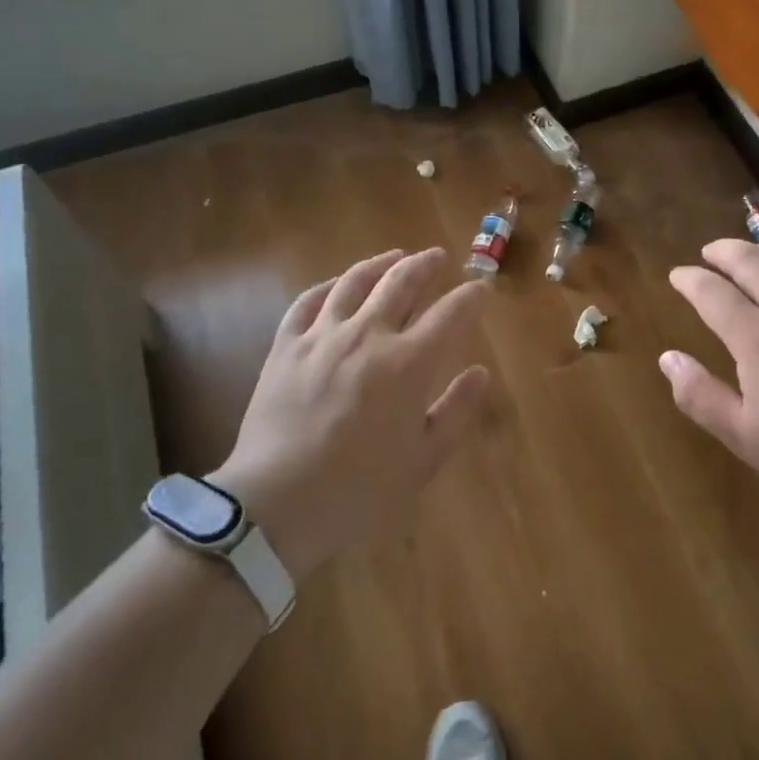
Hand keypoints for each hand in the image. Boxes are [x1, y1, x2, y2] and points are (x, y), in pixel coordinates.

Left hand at [210, 247, 491, 579]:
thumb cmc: (360, 489)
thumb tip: (480, 372)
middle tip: (438, 257)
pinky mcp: (286, 346)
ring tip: (394, 256)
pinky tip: (337, 285)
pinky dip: (328, 286)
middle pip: (402, 282)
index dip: (471, 297)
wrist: (277, 504)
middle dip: (426, 265)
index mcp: (409, 363)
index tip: (481, 289)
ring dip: (380, 263)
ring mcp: (323, 335)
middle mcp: (369, 335)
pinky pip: (308, 301)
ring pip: (355, 281)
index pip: (451, 313)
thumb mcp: (423, 460)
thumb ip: (455, 410)